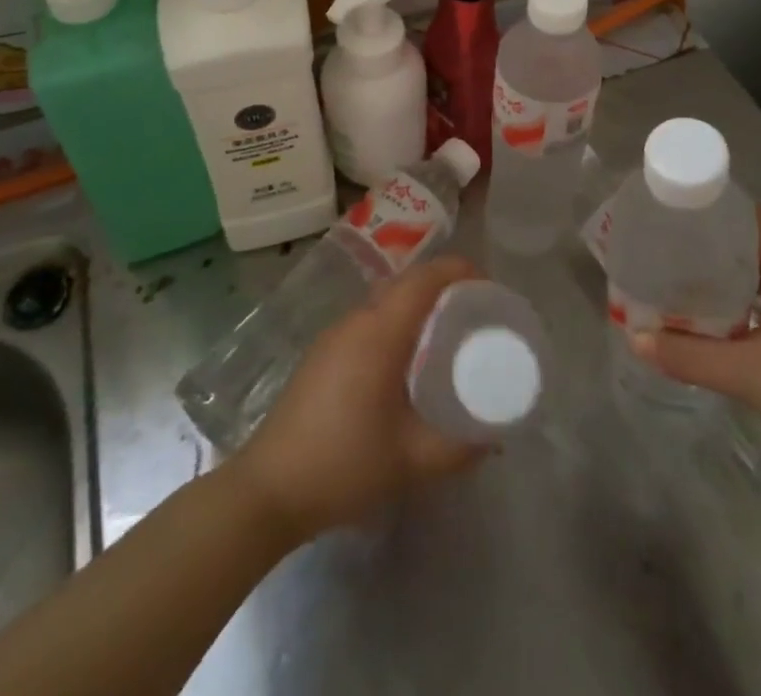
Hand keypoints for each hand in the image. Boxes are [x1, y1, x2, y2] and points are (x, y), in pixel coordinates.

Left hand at [234, 256, 484, 541]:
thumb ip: (459, 448)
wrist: (266, 491)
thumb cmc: (343, 465)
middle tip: (475, 313)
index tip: (489, 287)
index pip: (424, 278)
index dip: (459, 270)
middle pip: (407, 283)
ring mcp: (335, 335)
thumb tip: (494, 436)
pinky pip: (370, 320)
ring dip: (419, 306)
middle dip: (444, 287)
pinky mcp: (322, 354)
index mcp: (380, 331)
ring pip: (386, 301)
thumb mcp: (411, 461)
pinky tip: (407, 362)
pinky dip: (397, 323)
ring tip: (448, 335)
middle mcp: (357, 321)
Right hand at [632, 208, 760, 506]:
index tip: (673, 214)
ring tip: (687, 284)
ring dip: (733, 281)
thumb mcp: (749, 378)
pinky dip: (752, 307)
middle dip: (714, 249)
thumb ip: (690, 356)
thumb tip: (635, 338)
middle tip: (669, 252)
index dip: (713, 212)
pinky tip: (726, 325)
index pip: (752, 220)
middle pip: (758, 248)